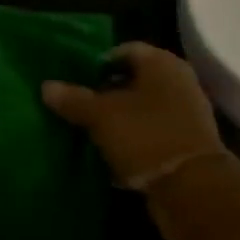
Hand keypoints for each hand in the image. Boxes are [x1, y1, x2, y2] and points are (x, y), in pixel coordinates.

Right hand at [42, 42, 235, 239]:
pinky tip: (110, 154)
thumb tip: (46, 86)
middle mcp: (178, 82)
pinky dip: (132, 141)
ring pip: (142, 109)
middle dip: (106, 92)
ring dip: (118, 119)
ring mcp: (185, 114)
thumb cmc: (146, 136)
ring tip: (88, 131)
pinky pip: (151, 135)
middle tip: (78, 105)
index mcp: (162, 63)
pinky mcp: (185, 144)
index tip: (75, 79)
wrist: (192, 188)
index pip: (125, 50)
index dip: (98, 62)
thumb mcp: (102, 116)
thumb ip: (74, 99)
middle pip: (134, 80)